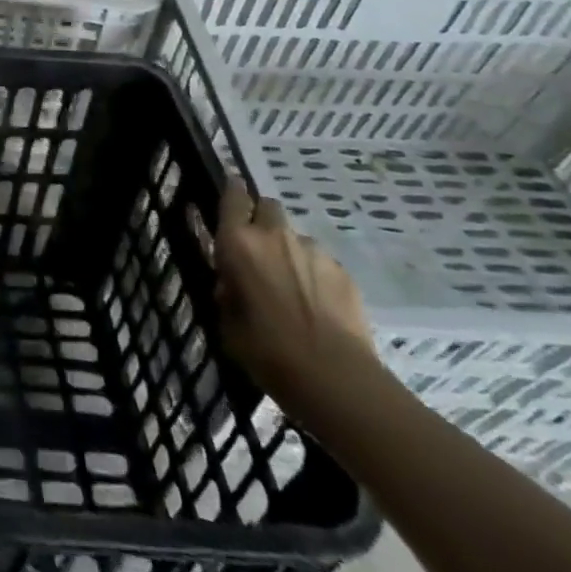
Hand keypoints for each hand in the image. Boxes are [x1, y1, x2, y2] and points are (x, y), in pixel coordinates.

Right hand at [213, 179, 374, 415]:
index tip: (231, 192)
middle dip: (262, 219)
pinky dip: (316, 274)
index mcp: (237, 243)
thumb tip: (232, 285)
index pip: (233, 196)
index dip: (232, 190)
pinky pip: (322, 262)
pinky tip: (318, 305)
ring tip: (293, 286)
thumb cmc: (268, 352)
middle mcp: (274, 236)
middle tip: (259, 248)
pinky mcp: (344, 273)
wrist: (337, 381)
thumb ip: (227, 294)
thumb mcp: (228, 325)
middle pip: (268, 206)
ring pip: (296, 237)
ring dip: (290, 251)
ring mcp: (313, 252)